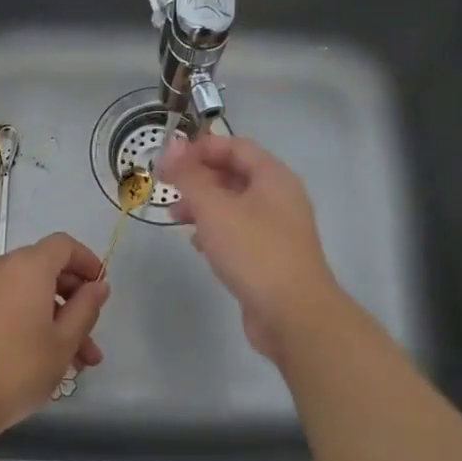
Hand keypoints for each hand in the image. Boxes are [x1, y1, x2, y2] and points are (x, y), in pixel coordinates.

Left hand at [0, 233, 110, 439]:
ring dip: (52, 318)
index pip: (63, 245)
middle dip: (72, 302)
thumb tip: (98, 286)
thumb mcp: (64, 342)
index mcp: (27, 266)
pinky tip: (41, 358)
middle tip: (90, 338)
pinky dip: (26, 319)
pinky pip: (5, 303)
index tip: (100, 288)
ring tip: (74, 363)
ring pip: (26, 292)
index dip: (86, 262)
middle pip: (45, 269)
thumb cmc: (18, 369)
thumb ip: (86, 308)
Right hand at [160, 131, 346, 362]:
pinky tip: (198, 245)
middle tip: (167, 189)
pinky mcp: (271, 257)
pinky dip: (216, 231)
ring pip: (234, 205)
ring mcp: (277, 229)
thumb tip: (172, 145)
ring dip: (203, 206)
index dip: (201, 148)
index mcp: (273, 177)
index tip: (169, 160)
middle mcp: (280, 197)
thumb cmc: (254, 252)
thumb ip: (190, 175)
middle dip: (199, 178)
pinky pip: (239, 232)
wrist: (294, 315)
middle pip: (235, 174)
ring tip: (174, 218)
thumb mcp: (214, 208)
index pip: (235, 146)